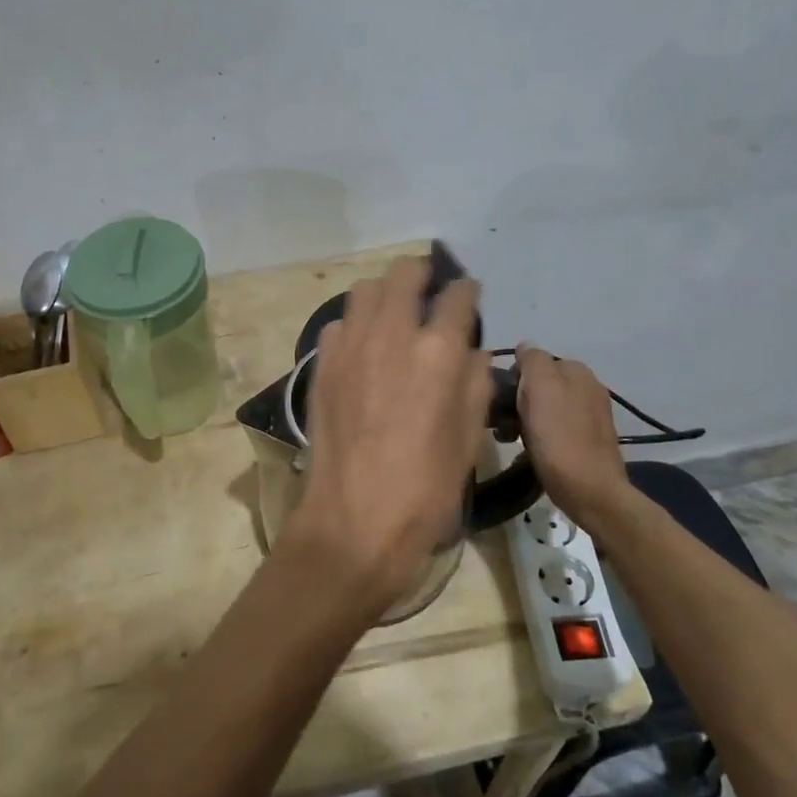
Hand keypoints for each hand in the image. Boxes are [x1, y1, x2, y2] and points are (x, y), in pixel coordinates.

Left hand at [278, 258, 493, 623]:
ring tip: (394, 316)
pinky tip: (363, 350)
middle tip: (429, 291)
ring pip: (364, 290)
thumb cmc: (425, 489)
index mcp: (438, 352)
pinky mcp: (322, 365)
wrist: (354, 523)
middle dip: (422, 274)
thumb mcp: (469, 439)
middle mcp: (392, 335)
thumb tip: (470, 352)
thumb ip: (474, 383)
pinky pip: (338, 325)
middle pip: (404, 273)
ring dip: (384, 294)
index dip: (466, 291)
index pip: (457, 296)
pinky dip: (354, 326)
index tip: (468, 296)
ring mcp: (350, 347)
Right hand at [515, 345, 632, 521]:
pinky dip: (540, 436)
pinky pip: (555, 429)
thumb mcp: (540, 388)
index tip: (504, 401)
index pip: (533, 360)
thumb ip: (532, 361)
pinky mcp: (588, 441)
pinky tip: (531, 451)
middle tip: (504, 424)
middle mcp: (588, 387)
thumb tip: (525, 348)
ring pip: (545, 408)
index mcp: (577, 370)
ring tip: (512, 440)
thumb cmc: (559, 437)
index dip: (514, 379)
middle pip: (539, 385)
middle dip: (518, 401)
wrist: (590, 491)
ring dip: (525, 420)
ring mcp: (591, 415)